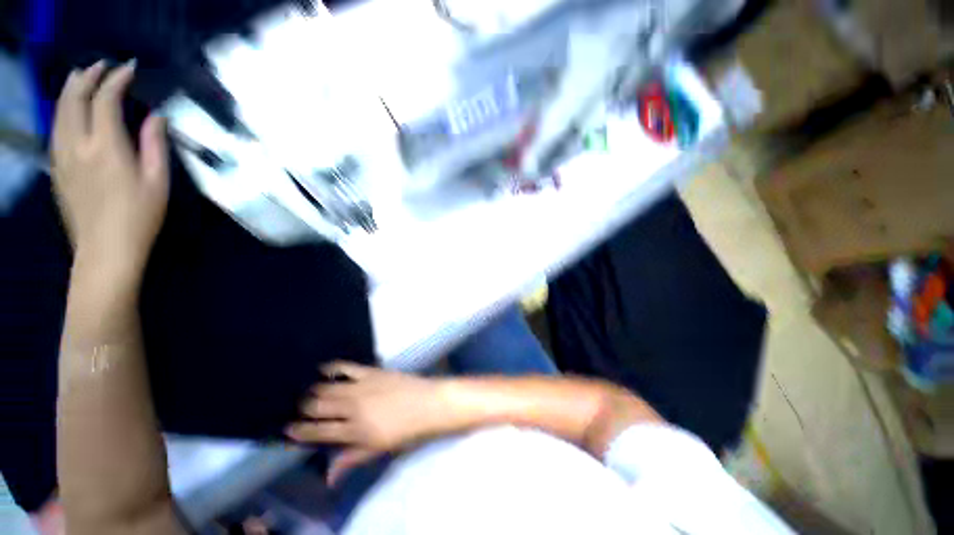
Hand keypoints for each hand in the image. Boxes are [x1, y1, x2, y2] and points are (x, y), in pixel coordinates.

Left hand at [51, 60, 168, 278]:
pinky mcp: (56, 169)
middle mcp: (78, 144)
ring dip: (70, 89)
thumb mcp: (158, 182)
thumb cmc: (140, 217)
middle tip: (101, 66)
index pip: (105, 99)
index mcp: (106, 146)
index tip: (128, 69)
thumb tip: (156, 117)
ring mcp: (62, 156)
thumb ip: (154, 145)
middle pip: (74, 98)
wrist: (105, 250)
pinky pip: (55, 129)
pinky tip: (69, 110)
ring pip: (59, 111)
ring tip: (79, 77)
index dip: (116, 79)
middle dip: (87, 76)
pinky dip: (62, 111)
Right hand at [287, 362, 448, 485]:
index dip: (299, 430)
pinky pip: (346, 367)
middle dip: (304, 408)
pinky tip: (323, 368)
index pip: (318, 431)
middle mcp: (352, 408)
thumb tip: (328, 477)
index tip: (287, 428)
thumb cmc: (406, 431)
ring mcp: (361, 387)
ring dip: (314, 390)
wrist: (428, 404)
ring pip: (327, 388)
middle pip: (317, 406)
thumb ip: (351, 460)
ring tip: (309, 392)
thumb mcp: (378, 451)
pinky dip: (332, 368)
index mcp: (354, 431)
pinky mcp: (371, 372)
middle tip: (300, 407)